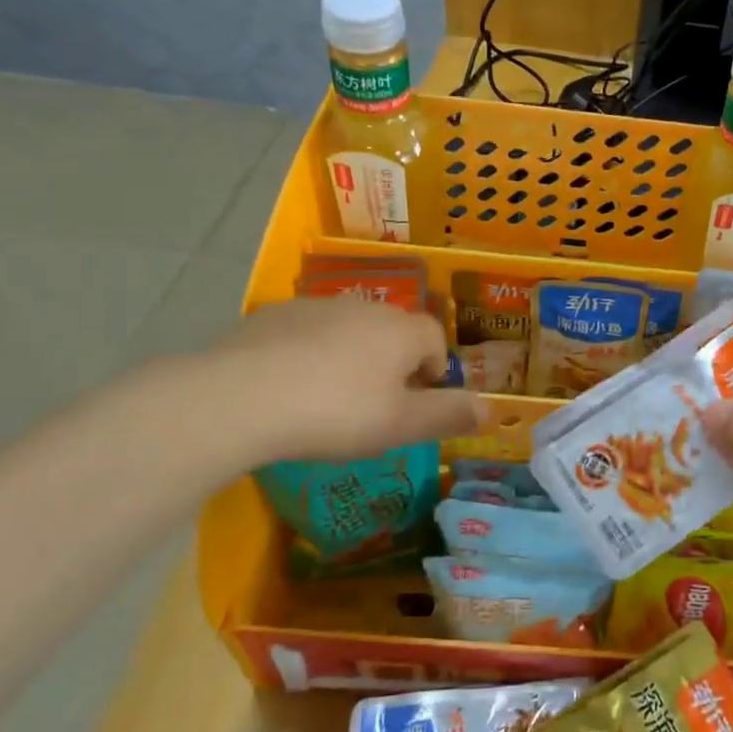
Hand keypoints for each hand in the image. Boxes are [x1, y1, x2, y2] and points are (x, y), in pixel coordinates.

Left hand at [197, 298, 485, 470]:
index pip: (435, 338)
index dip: (435, 369)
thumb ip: (449, 415)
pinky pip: (305, 333)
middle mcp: (364, 307)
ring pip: (347, 330)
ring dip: (350, 356)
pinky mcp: (271, 316)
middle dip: (392, 362)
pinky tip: (289, 387)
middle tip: (376, 405)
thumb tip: (491, 410)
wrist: (241, 397)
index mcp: (401, 330)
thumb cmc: (337, 412)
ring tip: (330, 398)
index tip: (418, 401)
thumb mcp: (401, 425)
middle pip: (392, 330)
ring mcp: (314, 307)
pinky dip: (307, 354)